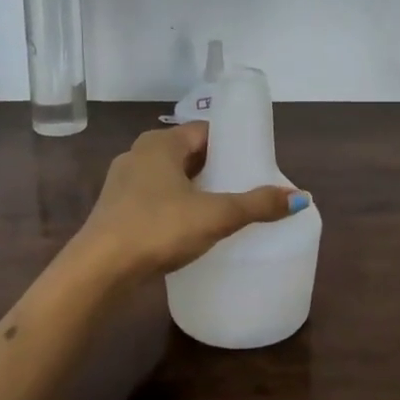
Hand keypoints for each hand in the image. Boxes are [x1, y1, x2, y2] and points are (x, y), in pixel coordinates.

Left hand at [72, 122, 306, 279]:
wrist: (100, 269)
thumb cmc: (158, 228)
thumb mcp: (215, 215)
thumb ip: (257, 205)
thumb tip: (300, 197)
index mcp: (160, 143)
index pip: (205, 130)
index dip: (231, 142)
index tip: (253, 161)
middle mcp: (138, 154)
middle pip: (187, 153)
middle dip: (215, 167)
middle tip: (244, 186)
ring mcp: (122, 182)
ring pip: (169, 177)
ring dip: (193, 188)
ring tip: (221, 208)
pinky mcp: (115, 209)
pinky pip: (154, 198)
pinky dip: (174, 205)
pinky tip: (188, 227)